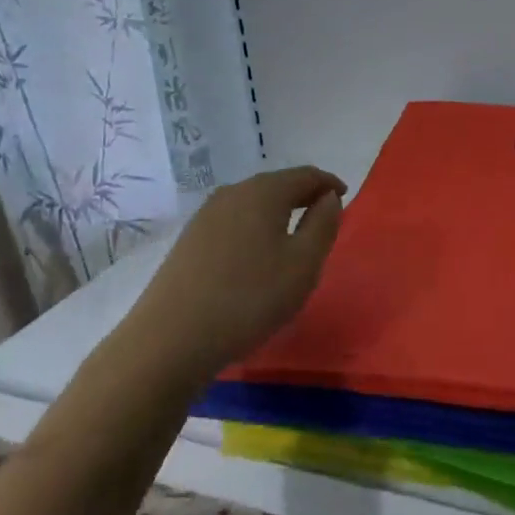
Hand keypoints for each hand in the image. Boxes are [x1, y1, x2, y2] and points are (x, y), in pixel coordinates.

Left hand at [137, 165, 345, 374]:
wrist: (171, 339)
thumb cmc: (250, 298)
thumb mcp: (303, 264)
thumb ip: (324, 225)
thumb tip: (329, 199)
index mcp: (264, 192)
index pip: (306, 175)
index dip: (329, 183)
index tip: (344, 198)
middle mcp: (233, 193)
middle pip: (277, 185)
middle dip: (303, 196)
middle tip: (322, 217)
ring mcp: (205, 215)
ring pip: (253, 203)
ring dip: (277, 213)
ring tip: (293, 237)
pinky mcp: (189, 240)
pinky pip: (234, 221)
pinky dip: (254, 227)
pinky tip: (257, 255)